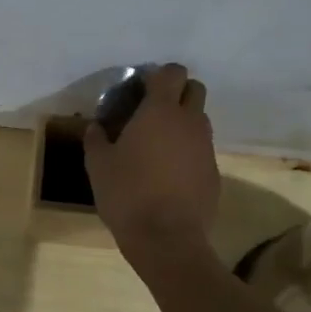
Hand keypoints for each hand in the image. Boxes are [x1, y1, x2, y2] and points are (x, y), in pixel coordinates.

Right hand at [84, 62, 219, 262]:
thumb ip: (96, 139)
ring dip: (182, 123)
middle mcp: (189, 122)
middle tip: (152, 112)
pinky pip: (201, 150)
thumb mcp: (98, 165)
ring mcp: (206, 147)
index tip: (140, 89)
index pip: (171, 72)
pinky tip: (168, 174)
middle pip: (194, 89)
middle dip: (177, 93)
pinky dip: (187, 152)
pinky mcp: (214, 172)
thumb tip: (96, 126)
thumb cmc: (127, 194)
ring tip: (157, 146)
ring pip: (199, 120)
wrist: (167, 239)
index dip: (157, 76)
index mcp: (160, 112)